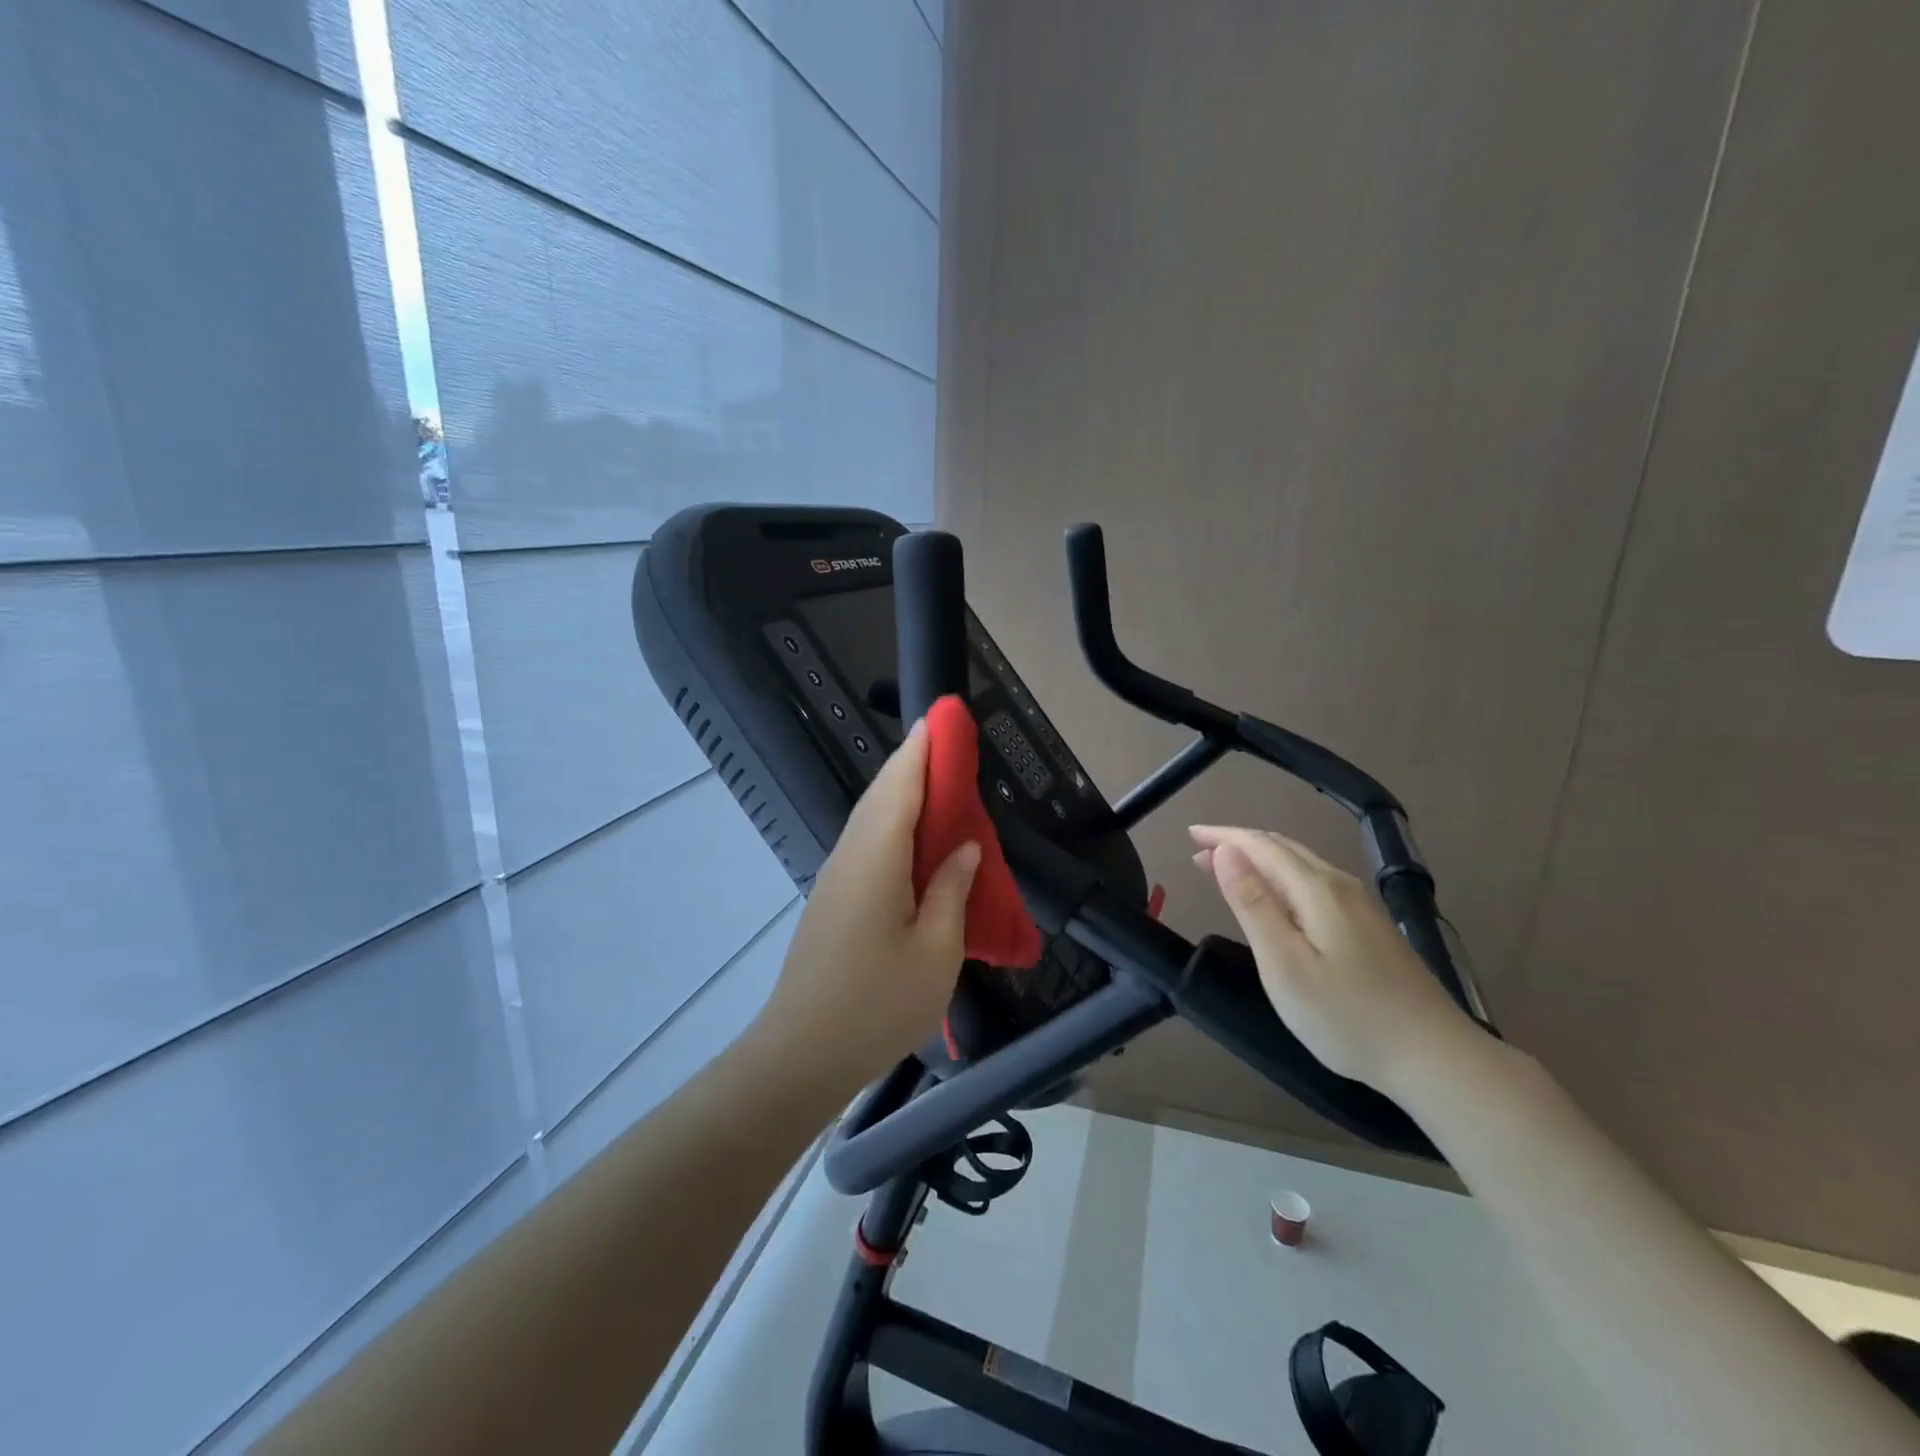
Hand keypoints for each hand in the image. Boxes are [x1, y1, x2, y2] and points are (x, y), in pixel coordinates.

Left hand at [754, 721, 979, 1088]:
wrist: (801, 1055)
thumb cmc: (877, 1004)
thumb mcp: (936, 951)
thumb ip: (952, 891)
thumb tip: (962, 848)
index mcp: (875, 858)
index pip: (900, 787)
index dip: (922, 750)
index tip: (941, 718)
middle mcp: (850, 856)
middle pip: (881, 796)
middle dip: (912, 764)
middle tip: (947, 744)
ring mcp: (835, 879)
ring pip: (871, 820)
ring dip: (901, 794)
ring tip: (937, 784)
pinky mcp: (832, 901)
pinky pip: (866, 845)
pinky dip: (892, 826)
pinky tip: (913, 841)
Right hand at [1189, 825, 1473, 1094]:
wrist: (1435, 1058)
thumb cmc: (1347, 1016)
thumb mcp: (1284, 964)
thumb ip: (1253, 904)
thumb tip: (1226, 850)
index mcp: (1316, 890)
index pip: (1261, 846)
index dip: (1224, 836)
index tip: (1189, 834)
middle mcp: (1340, 886)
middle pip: (1282, 849)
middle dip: (1238, 844)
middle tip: (1199, 851)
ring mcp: (1361, 906)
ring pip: (1300, 864)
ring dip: (1259, 860)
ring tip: (1226, 868)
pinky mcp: (1370, 927)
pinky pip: (1313, 882)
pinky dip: (1281, 877)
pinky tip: (1275, 897)